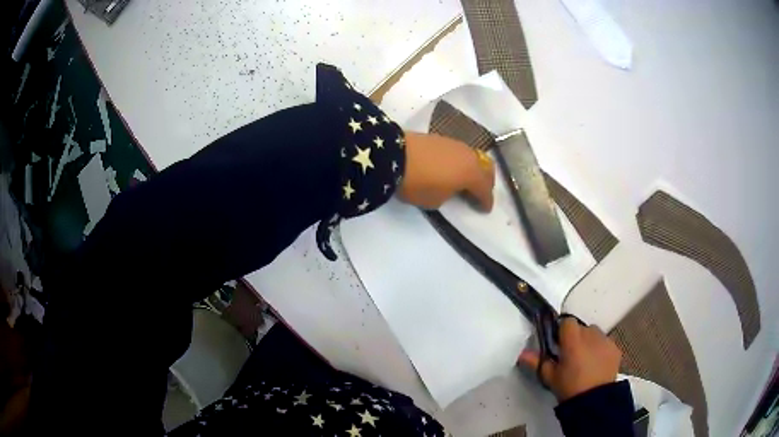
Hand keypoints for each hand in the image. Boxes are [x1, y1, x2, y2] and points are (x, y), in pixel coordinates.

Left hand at [398, 132, 494, 210]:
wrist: (393, 155)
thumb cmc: (418, 183)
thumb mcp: (436, 201)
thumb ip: (449, 195)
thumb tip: (451, 188)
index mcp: (472, 174)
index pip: (486, 190)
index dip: (487, 202)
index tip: (486, 209)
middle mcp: (469, 156)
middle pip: (486, 169)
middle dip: (486, 183)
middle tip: (481, 193)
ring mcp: (456, 144)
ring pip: (474, 158)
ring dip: (474, 170)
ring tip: (465, 180)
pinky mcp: (442, 138)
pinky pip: (459, 152)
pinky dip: (460, 162)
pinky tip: (451, 168)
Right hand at [518, 318, 621, 400]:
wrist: (595, 400)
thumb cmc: (570, 387)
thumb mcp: (550, 377)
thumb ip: (537, 362)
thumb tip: (523, 353)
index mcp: (573, 339)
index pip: (567, 321)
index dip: (562, 331)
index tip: (558, 345)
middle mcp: (591, 334)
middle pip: (581, 328)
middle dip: (576, 338)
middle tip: (570, 356)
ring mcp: (606, 341)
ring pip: (595, 334)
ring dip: (589, 342)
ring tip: (585, 361)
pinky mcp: (616, 349)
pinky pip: (605, 343)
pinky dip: (600, 350)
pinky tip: (597, 365)